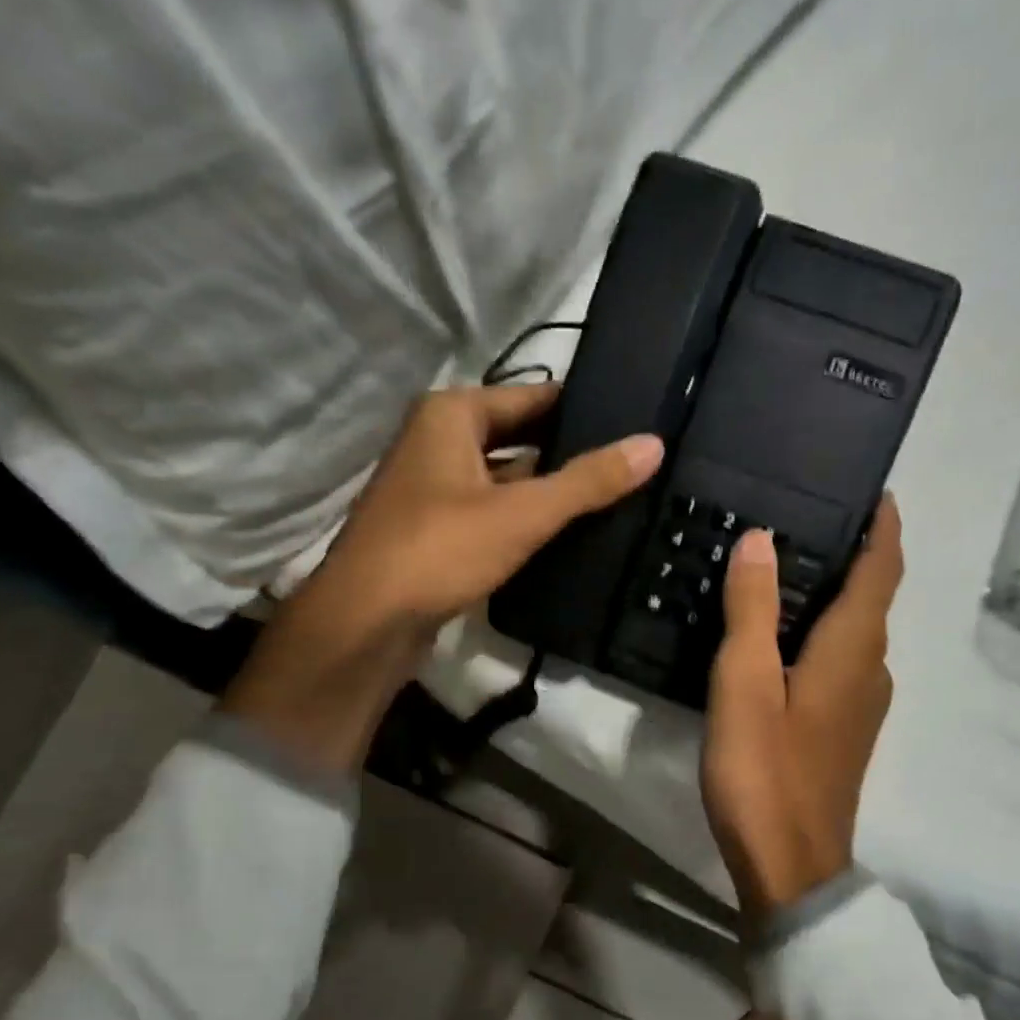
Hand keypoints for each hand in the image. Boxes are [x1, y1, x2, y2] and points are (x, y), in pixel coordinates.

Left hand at [222, 384, 663, 771]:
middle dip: (568, 455)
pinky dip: (524, 523)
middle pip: (519, 439)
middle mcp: (437, 443)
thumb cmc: (440, 549)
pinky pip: (492, 516)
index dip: (582, 409)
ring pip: (506, 481)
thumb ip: (588, 481)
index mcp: (450, 415)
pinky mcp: (436, 534)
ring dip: (547, 493)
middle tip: (630, 467)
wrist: (367, 622)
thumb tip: (653, 445)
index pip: (532, 397)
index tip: (631, 422)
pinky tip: (566, 539)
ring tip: (612, 502)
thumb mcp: (522, 512)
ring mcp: (433, 491)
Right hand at [700, 496, 903, 928]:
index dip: (884, 527)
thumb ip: (753, 609)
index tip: (876, 490)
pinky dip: (821, 634)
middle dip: (852, 555)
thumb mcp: (745, 683)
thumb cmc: (765, 770)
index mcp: (853, 649)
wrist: (790, 864)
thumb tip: (763, 539)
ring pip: (855, 633)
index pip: (882, 570)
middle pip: (872, 598)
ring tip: (784, 570)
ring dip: (833, 596)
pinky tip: (780, 640)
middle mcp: (871, 670)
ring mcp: (862, 706)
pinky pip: (841, 663)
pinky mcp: (844, 732)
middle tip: (804, 520)